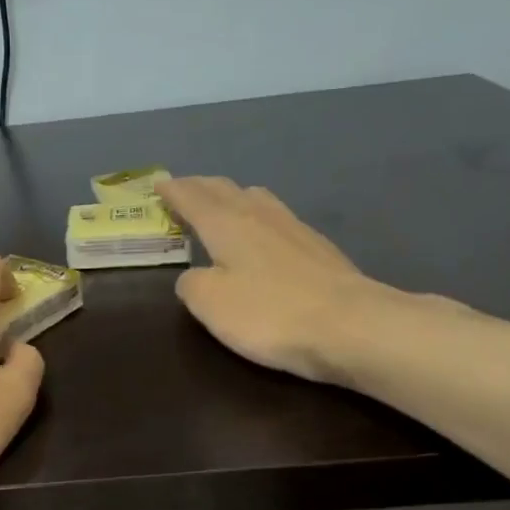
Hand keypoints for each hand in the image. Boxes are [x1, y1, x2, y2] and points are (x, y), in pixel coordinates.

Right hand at [158, 176, 419, 386]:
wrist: (351, 325)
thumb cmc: (269, 313)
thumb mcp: (210, 303)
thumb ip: (191, 284)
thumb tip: (194, 276)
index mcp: (227, 224)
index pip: (193, 198)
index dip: (173, 191)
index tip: (159, 184)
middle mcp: (260, 216)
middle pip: (226, 190)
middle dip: (200, 188)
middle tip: (184, 190)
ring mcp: (294, 229)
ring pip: (257, 199)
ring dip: (232, 197)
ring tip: (222, 204)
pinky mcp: (318, 248)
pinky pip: (277, 219)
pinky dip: (258, 217)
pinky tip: (263, 234)